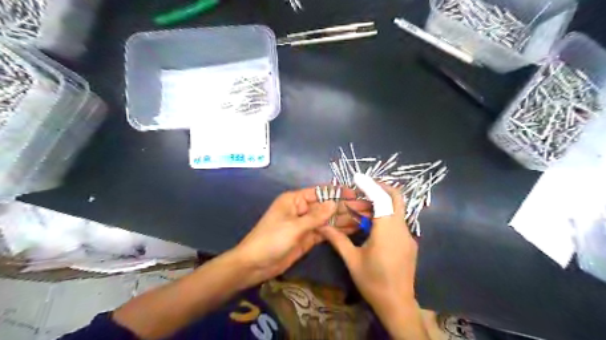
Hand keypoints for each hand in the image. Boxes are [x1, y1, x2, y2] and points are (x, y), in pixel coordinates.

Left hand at [234, 187, 371, 286]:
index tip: (355, 193)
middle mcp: (302, 209)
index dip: (338, 192)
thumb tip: (335, 203)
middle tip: (366, 208)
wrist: (255, 265)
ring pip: (328, 219)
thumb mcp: (294, 226)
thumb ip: (316, 216)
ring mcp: (306, 224)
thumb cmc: (271, 239)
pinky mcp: (308, 238)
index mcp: (295, 200)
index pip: (320, 192)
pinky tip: (353, 229)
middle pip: (326, 206)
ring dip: (344, 219)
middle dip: (345, 206)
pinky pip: (325, 232)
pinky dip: (338, 231)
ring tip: (365, 218)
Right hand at [320, 180, 419, 314]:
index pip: (382, 198)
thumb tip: (322, 226)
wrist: (397, 305)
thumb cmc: (373, 282)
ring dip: (378, 205)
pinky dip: (384, 216)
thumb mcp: (352, 260)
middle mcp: (401, 229)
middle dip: (379, 189)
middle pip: (396, 198)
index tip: (358, 177)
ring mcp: (408, 236)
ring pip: (395, 210)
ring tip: (358, 211)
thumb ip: (337, 240)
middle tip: (360, 190)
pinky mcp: (408, 243)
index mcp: (387, 230)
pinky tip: (370, 226)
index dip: (370, 185)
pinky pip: (397, 222)